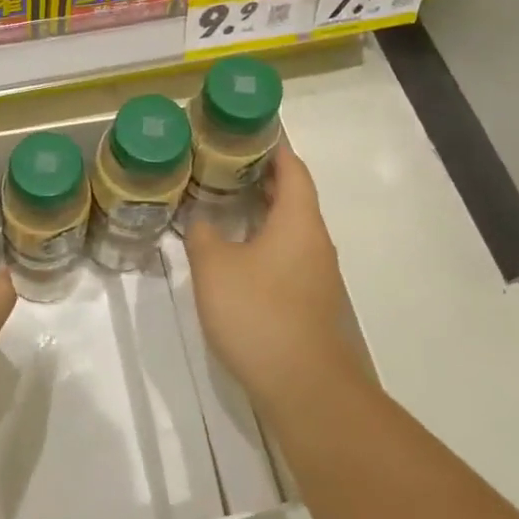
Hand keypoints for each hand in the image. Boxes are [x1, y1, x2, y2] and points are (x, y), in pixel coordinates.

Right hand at [185, 143, 362, 425]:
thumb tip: (201, 221)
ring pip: (291, 228)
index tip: (248, 133)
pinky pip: (288, 255)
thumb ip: (203, 235)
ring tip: (225, 204)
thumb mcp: (215, 267)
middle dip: (262, 178)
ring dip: (263, 212)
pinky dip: (265, 242)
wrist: (304, 385)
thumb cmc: (258, 313)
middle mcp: (315, 240)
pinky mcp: (310, 301)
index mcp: (298, 220)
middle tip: (224, 165)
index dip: (273, 147)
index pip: (292, 168)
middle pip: (294, 196)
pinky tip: (237, 255)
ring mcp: (317, 273)